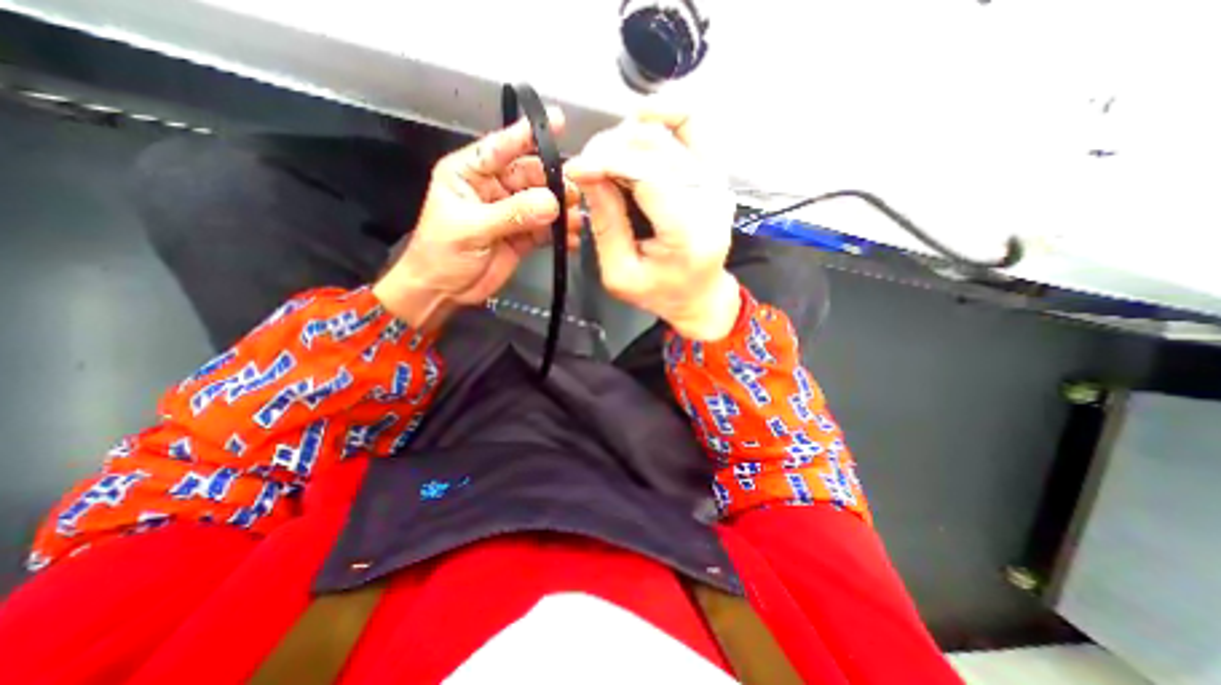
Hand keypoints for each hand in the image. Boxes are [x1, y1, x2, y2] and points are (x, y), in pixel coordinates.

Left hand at [373, 106, 579, 328]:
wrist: (444, 291)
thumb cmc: (442, 253)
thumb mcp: (472, 228)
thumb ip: (512, 214)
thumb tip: (552, 204)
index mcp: (470, 174)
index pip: (501, 147)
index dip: (527, 134)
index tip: (557, 121)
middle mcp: (493, 188)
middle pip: (530, 176)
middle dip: (553, 182)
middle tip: (574, 193)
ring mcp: (511, 213)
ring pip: (542, 203)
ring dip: (561, 210)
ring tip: (575, 219)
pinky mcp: (523, 235)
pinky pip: (546, 229)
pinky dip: (560, 233)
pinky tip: (570, 238)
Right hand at [567, 110, 738, 341]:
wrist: (700, 296)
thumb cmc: (660, 293)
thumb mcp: (621, 273)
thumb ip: (606, 224)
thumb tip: (588, 174)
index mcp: (687, 233)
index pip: (648, 174)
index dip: (606, 161)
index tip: (575, 169)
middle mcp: (709, 201)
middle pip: (657, 148)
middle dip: (611, 148)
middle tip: (586, 166)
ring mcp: (716, 184)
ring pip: (671, 133)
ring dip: (629, 135)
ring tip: (606, 156)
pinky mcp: (715, 175)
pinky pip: (693, 127)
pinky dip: (664, 114)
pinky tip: (639, 121)